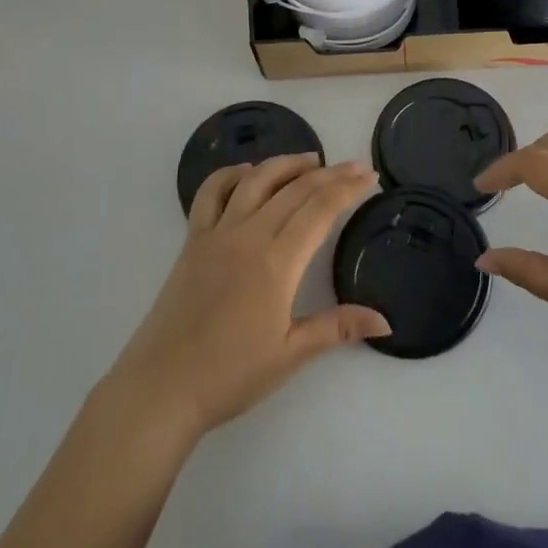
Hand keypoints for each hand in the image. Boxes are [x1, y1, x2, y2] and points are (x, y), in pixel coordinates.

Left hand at [107, 154, 388, 440]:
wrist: (162, 387)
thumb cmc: (231, 375)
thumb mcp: (291, 356)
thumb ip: (338, 328)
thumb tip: (385, 322)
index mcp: (277, 262)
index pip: (321, 209)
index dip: (348, 188)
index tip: (370, 177)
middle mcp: (249, 235)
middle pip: (296, 189)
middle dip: (330, 174)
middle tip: (355, 166)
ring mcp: (217, 233)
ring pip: (256, 180)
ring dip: (286, 164)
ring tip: (311, 160)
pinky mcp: (193, 240)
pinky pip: (211, 193)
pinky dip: (231, 174)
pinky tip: (248, 172)